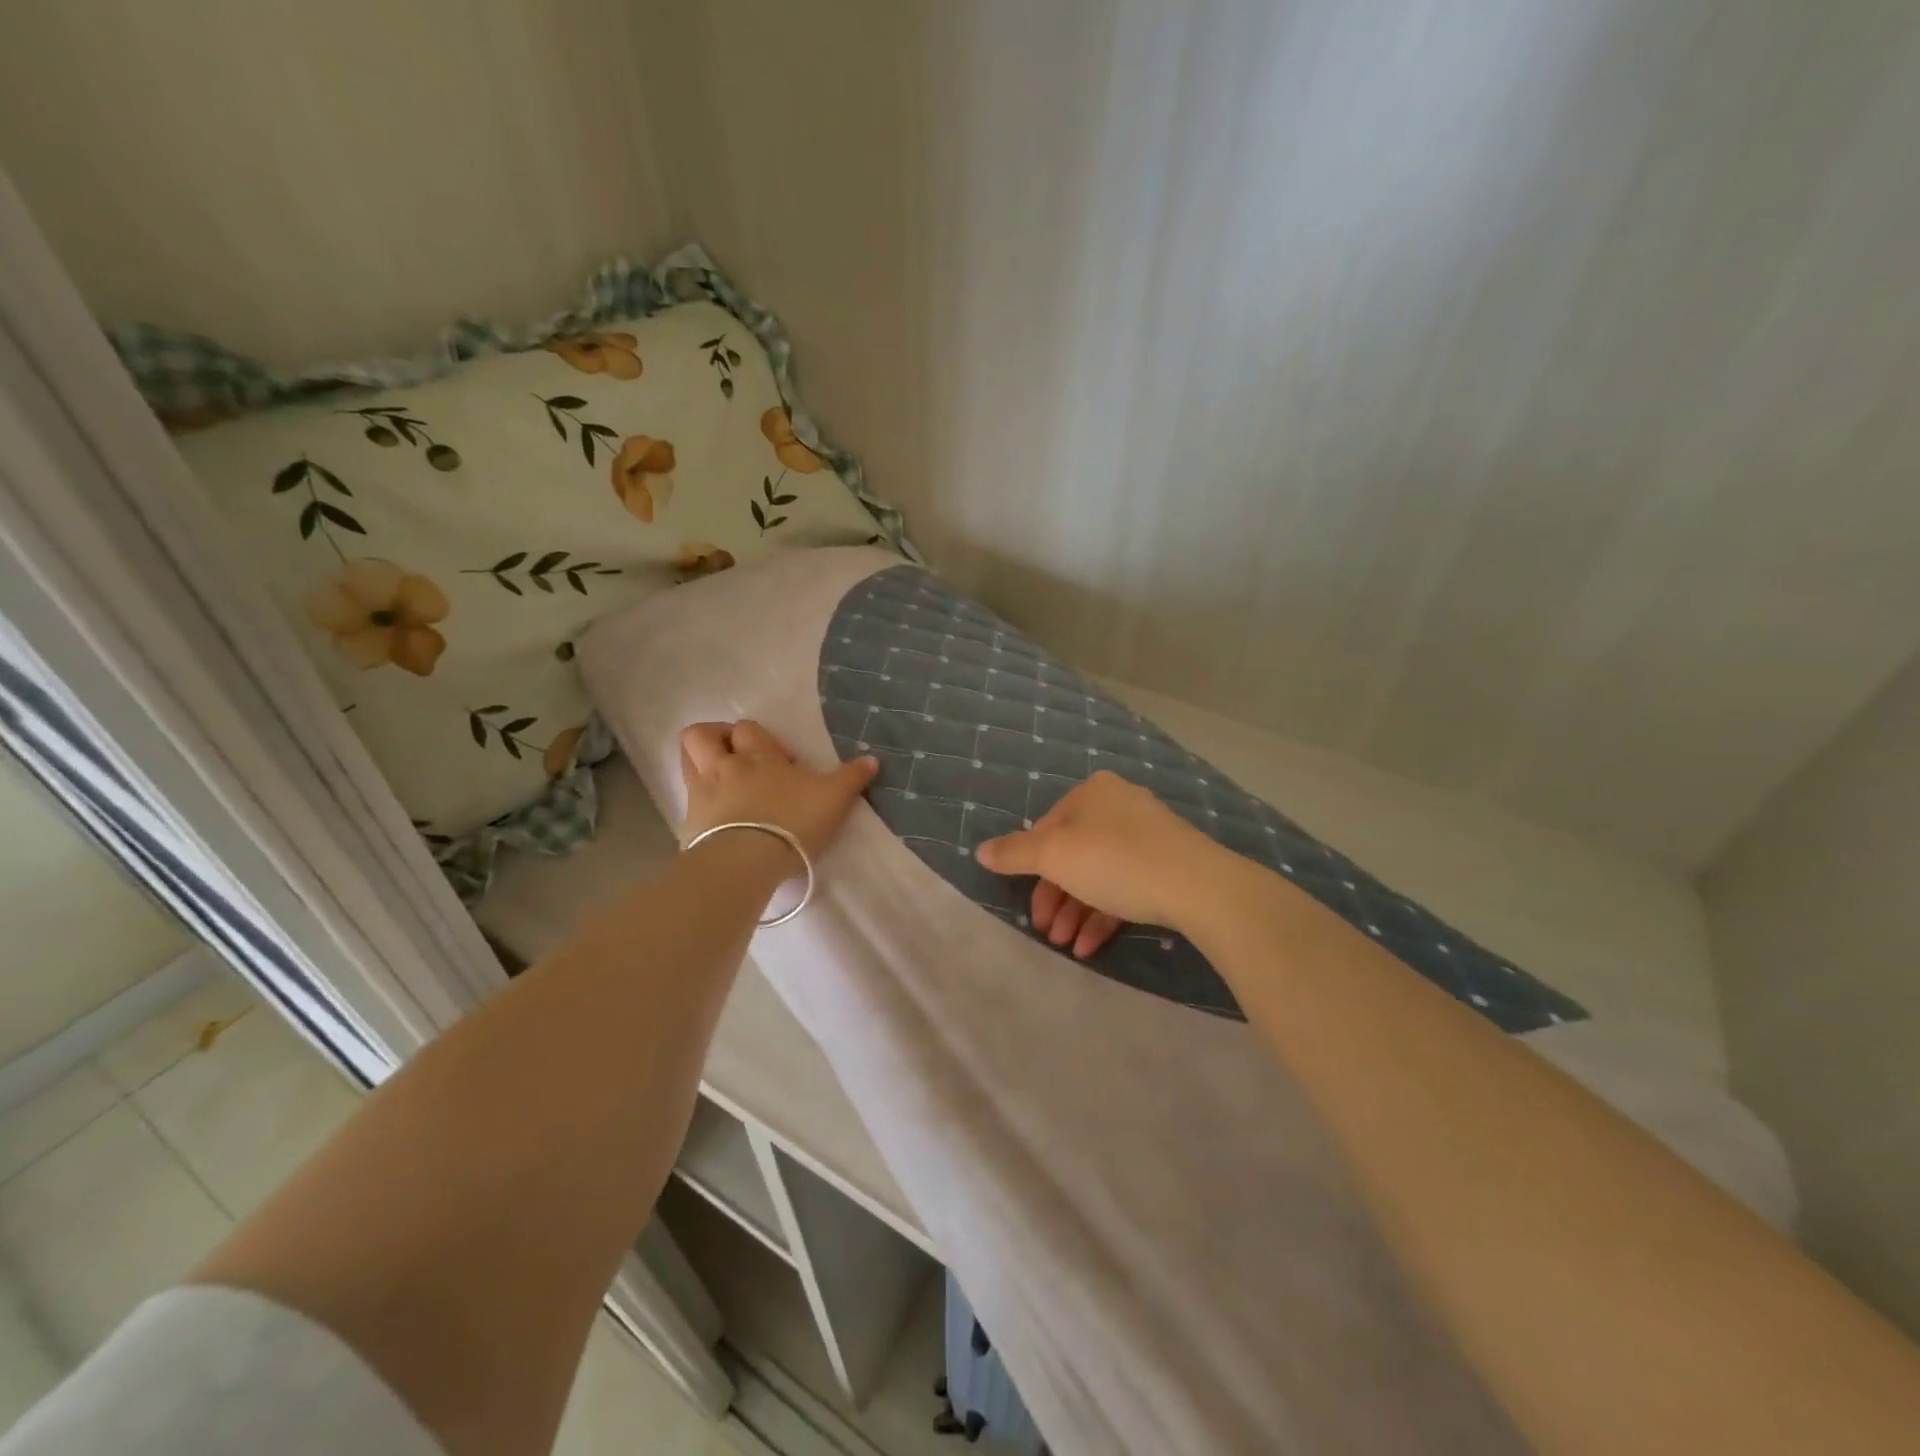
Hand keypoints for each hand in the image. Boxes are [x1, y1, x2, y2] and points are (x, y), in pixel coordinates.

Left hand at [679, 721, 877, 861]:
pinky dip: (700, 803)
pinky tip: (717, 818)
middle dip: (717, 737)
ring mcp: (701, 795)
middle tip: (739, 756)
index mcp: (757, 755)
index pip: (747, 729)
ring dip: (700, 763)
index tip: (782, 761)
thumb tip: (872, 759)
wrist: (747, 862)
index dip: (761, 738)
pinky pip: (688, 802)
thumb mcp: (834, 798)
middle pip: (702, 735)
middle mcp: (724, 767)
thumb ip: (852, 777)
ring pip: (687, 762)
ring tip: (723, 780)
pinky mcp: (688, 825)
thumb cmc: (793, 821)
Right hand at [976, 771, 1230, 951]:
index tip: (1029, 908)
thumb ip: (1014, 853)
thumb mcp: (1054, 856)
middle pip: (1073, 855)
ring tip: (1066, 946)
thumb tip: (980, 851)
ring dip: (1076, 912)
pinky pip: (1125, 887)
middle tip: (1046, 933)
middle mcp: (1119, 806)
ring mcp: (1148, 836)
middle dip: (1055, 898)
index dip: (1031, 869)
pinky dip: (1104, 915)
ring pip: (1098, 875)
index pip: (1047, 828)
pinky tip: (1091, 948)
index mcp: (1092, 793)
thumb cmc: (1115, 860)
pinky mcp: (1167, 866)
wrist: (1199, 886)